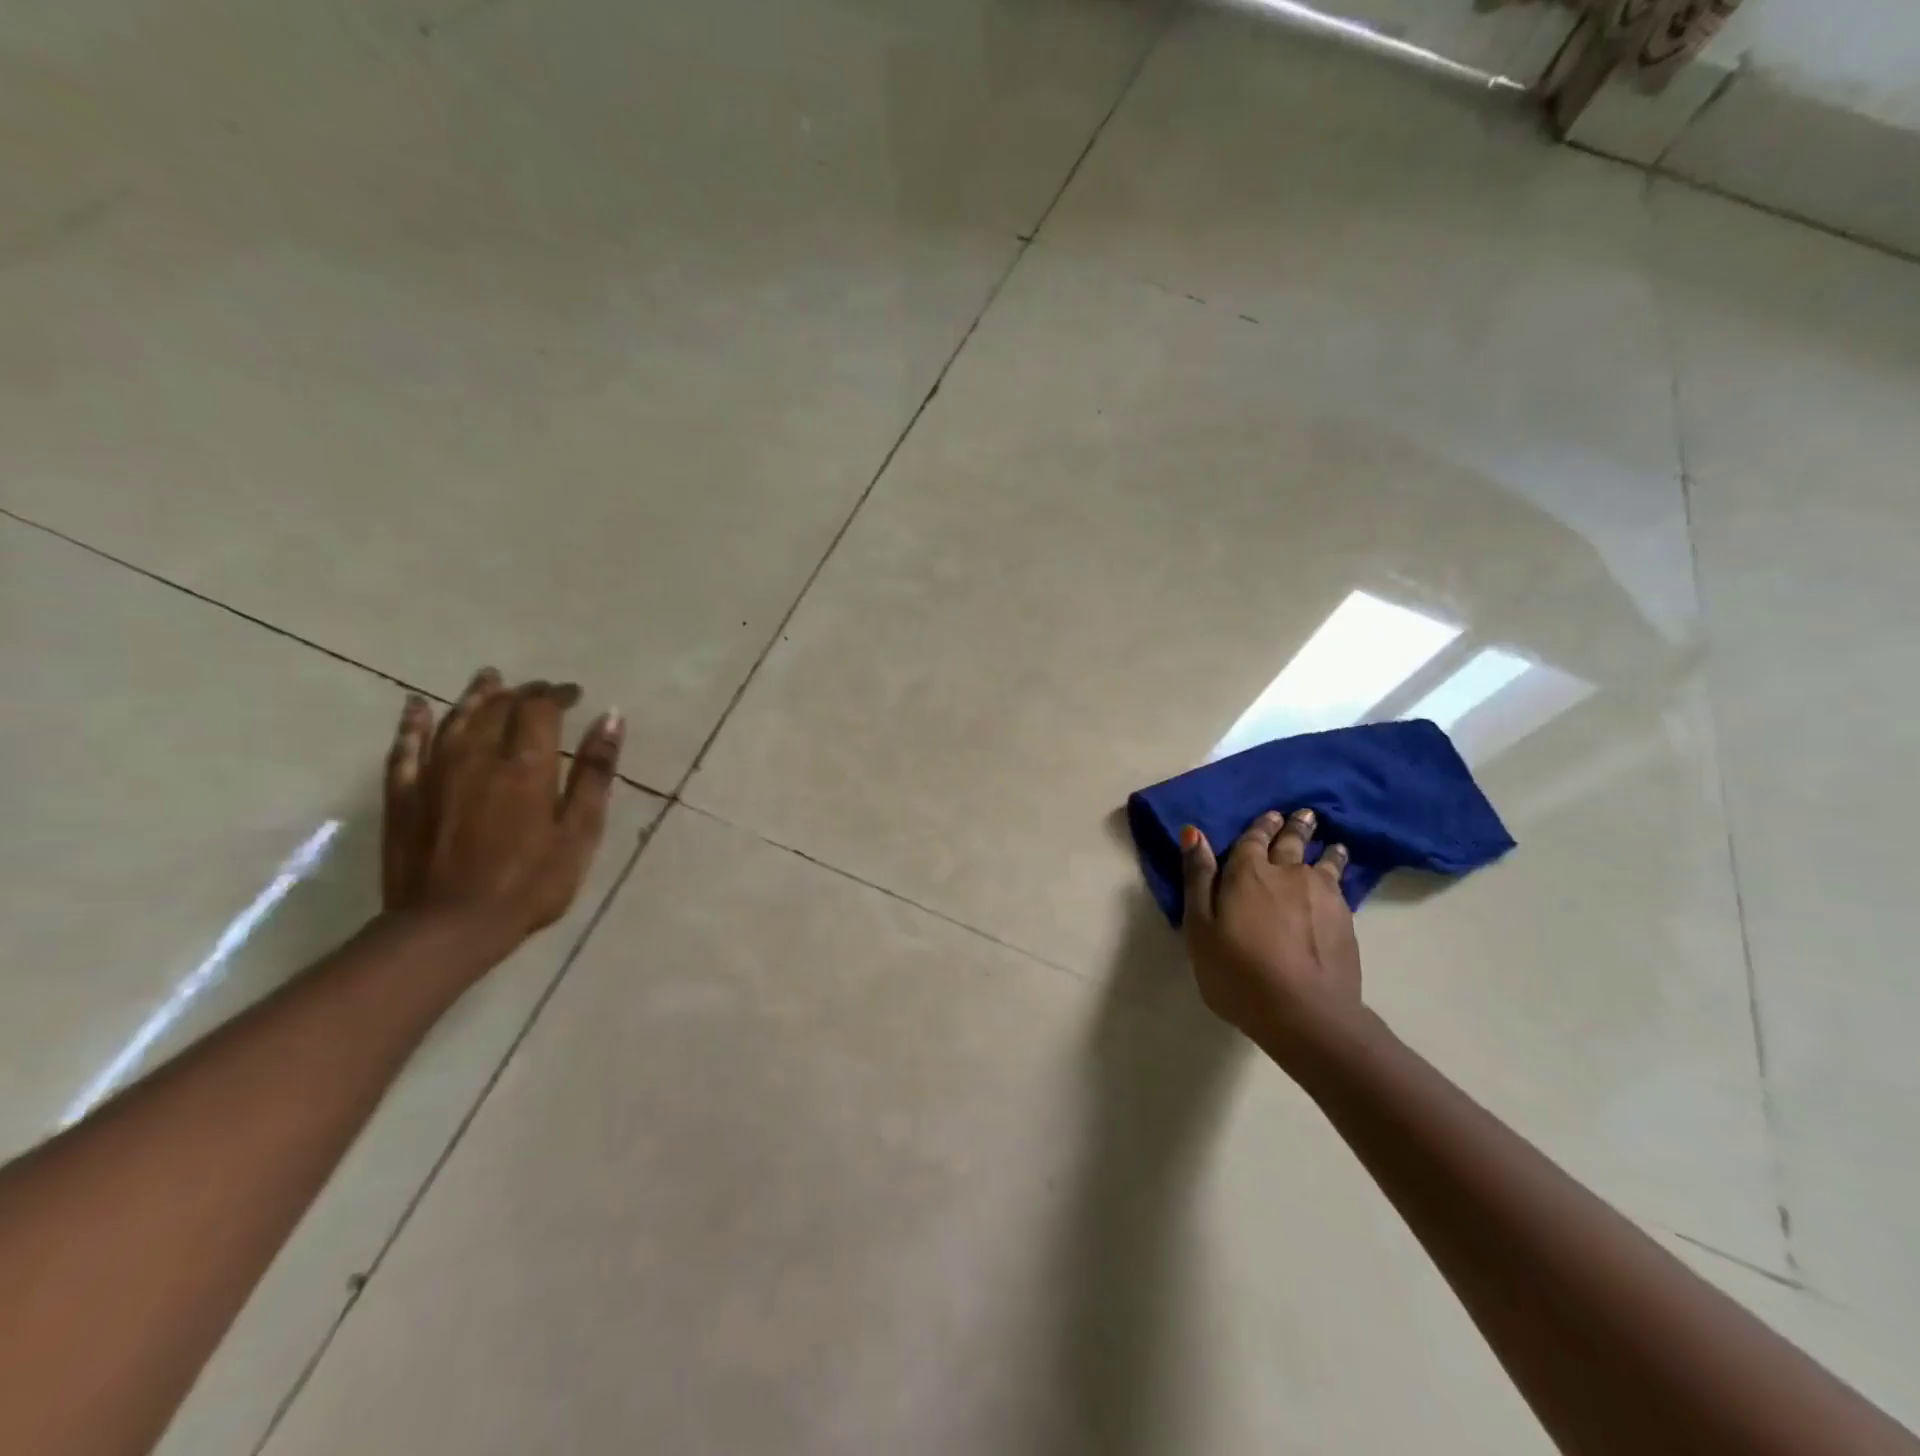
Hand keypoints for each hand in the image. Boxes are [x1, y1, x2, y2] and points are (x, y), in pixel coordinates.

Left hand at [381, 668, 624, 954]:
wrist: (448, 927)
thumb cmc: (530, 882)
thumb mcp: (579, 831)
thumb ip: (594, 772)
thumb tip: (611, 716)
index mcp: (524, 764)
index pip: (540, 708)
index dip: (558, 694)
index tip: (575, 694)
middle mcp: (476, 755)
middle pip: (498, 707)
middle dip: (523, 692)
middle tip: (541, 690)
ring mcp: (434, 773)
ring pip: (455, 718)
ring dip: (476, 695)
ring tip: (490, 679)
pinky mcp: (404, 795)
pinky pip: (405, 747)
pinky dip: (413, 722)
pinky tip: (416, 706)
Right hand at [1179, 809, 1362, 1050]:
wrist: (1305, 1013)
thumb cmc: (1237, 971)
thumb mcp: (1200, 927)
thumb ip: (1198, 878)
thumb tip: (1193, 832)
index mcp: (1248, 873)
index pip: (1254, 839)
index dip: (1260, 826)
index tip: (1270, 815)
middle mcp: (1288, 874)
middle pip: (1292, 843)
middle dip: (1296, 827)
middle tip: (1304, 814)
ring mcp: (1322, 896)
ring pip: (1324, 863)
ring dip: (1325, 850)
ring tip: (1332, 844)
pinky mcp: (1345, 921)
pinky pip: (1340, 886)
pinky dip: (1339, 875)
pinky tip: (1339, 881)